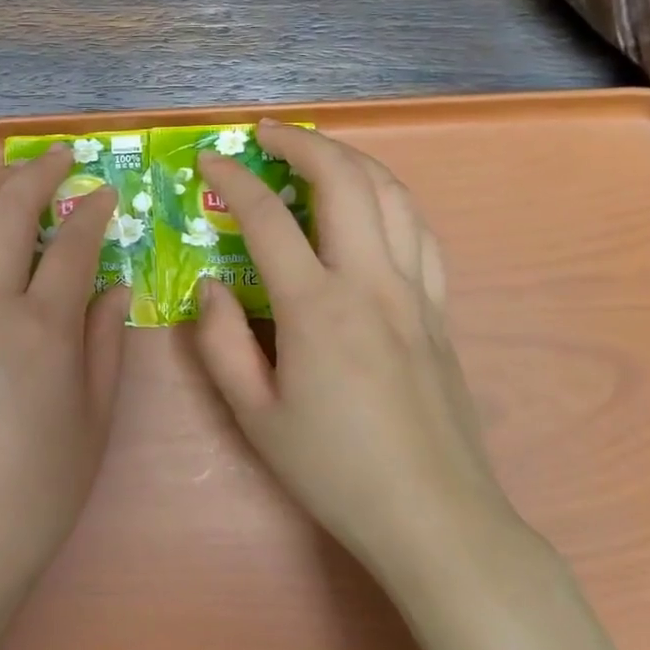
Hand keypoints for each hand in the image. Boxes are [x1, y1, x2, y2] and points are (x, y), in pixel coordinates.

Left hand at [0, 147, 128, 618]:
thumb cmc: (41, 487)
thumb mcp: (96, 417)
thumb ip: (106, 339)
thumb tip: (114, 284)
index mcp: (42, 331)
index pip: (72, 244)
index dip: (93, 209)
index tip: (106, 192)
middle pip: (8, 211)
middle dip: (37, 172)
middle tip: (61, 156)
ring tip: (16, 168)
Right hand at [195, 121, 519, 586]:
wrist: (434, 517)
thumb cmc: (333, 469)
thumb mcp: (253, 414)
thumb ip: (221, 341)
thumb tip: (211, 284)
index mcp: (317, 307)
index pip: (268, 217)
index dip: (233, 179)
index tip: (209, 161)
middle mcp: (371, 282)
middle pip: (344, 180)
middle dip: (302, 142)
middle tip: (266, 133)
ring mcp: (415, 291)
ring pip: (392, 194)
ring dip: (350, 159)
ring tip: (317, 153)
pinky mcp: (439, 309)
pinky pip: (419, 230)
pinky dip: (389, 198)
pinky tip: (370, 204)